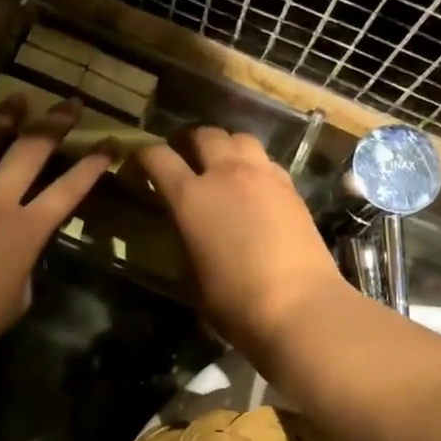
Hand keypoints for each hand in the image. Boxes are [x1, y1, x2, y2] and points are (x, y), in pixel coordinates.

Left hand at [0, 96, 110, 366]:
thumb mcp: (17, 300)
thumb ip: (25, 267)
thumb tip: (21, 253)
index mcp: (26, 230)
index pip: (69, 190)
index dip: (92, 166)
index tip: (109, 143)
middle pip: (31, 149)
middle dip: (56, 123)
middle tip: (70, 103)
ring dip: (4, 118)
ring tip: (17, 99)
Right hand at [138, 127, 344, 355]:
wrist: (300, 305)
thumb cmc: (236, 301)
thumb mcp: (191, 276)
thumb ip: (184, 239)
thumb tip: (185, 226)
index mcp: (191, 197)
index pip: (158, 157)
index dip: (144, 154)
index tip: (140, 163)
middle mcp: (225, 174)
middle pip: (204, 134)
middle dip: (190, 142)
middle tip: (186, 159)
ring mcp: (262, 175)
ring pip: (240, 138)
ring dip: (226, 145)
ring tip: (223, 164)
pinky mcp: (290, 186)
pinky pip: (266, 160)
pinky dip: (254, 164)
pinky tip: (255, 185)